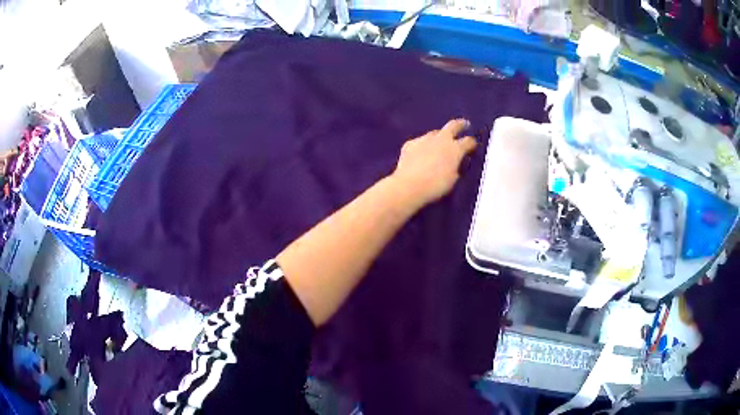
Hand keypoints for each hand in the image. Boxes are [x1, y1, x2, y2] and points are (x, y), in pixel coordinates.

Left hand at [390, 118, 476, 208]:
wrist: (410, 186)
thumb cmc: (436, 186)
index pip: (468, 141)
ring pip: (435, 133)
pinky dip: (423, 147)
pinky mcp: (410, 143)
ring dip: (439, 137)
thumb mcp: (453, 179)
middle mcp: (441, 140)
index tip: (473, 144)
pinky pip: (420, 142)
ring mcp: (425, 139)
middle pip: (453, 125)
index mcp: (455, 149)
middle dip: (461, 124)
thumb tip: (455, 163)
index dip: (472, 143)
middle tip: (464, 124)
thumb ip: (456, 167)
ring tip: (439, 145)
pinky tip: (420, 155)